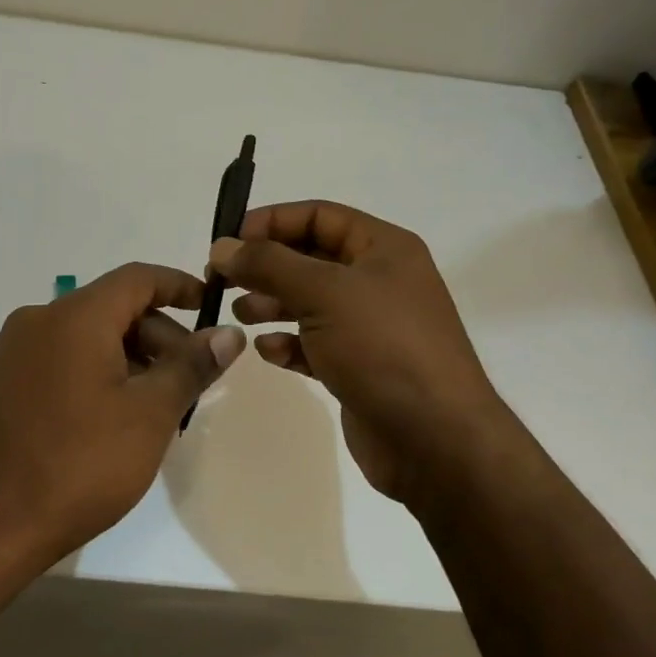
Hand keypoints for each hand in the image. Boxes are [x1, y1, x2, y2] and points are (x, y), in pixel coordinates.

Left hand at [0, 262, 245, 574]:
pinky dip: (99, 371)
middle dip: (159, 336)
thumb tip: (228, 333)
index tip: (211, 306)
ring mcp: (16, 352)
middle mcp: (39, 320)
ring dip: (131, 357)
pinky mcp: (5, 382)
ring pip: (89, 335)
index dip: (180, 286)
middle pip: (113, 308)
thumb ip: (191, 366)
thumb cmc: (80, 464)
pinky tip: (117, 416)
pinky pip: (64, 358)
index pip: (138, 278)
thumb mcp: (150, 414)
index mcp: (74, 316)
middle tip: (190, 381)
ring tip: (158, 406)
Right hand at [211, 202, 511, 507]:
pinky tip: (269, 352)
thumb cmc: (383, 348)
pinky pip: (314, 344)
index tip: (228, 240)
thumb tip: (223, 246)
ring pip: (309, 302)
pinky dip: (289, 343)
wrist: (435, 440)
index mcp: (384, 249)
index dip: (271, 221)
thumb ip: (269, 264)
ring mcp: (370, 326)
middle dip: (265, 266)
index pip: (319, 216)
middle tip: (221, 281)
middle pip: (310, 259)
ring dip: (271, 304)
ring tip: (239, 315)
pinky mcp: (359, 366)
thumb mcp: (324, 293)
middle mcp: (378, 281)